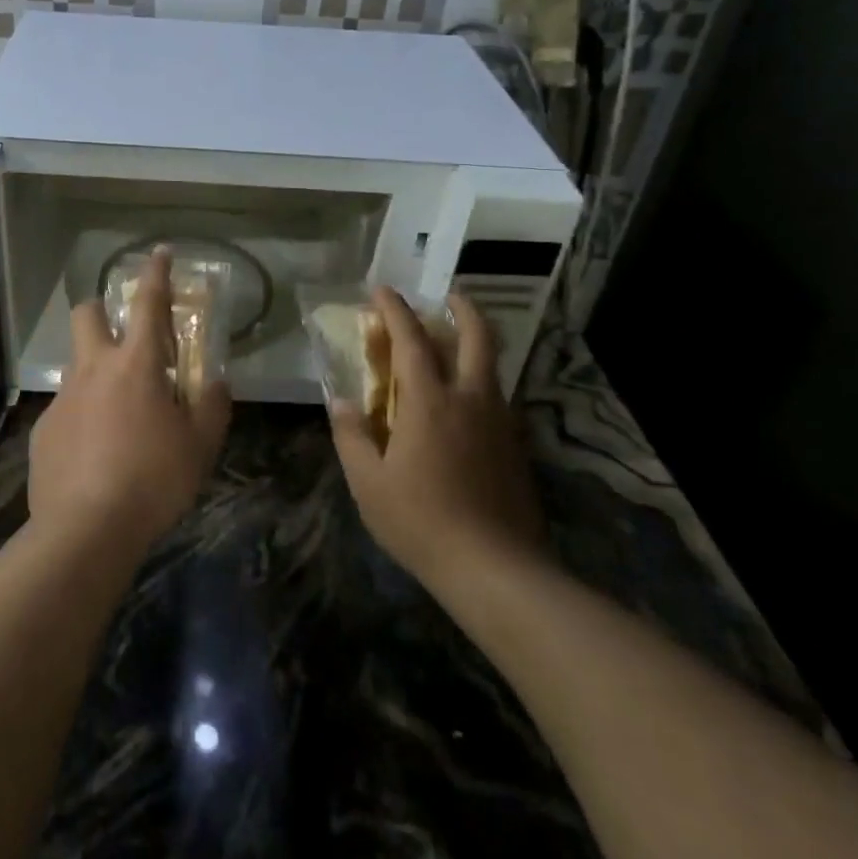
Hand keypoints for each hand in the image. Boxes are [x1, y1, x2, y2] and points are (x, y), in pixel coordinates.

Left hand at [27, 249, 229, 560]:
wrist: (85, 531)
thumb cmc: (153, 480)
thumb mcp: (200, 445)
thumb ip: (212, 406)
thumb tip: (217, 382)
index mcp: (137, 365)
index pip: (149, 303)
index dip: (156, 273)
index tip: (159, 252)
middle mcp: (94, 370)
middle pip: (87, 314)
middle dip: (103, 310)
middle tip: (124, 335)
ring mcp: (64, 399)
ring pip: (76, 363)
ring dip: (96, 370)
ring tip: (118, 412)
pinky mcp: (44, 430)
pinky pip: (65, 408)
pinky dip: (83, 415)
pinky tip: (95, 452)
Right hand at [328, 288, 549, 590]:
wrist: (496, 568)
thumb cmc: (422, 521)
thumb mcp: (368, 483)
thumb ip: (352, 436)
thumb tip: (342, 403)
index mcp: (430, 401)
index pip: (411, 339)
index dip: (394, 309)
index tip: (381, 290)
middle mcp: (470, 398)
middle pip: (477, 336)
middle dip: (462, 307)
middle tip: (447, 296)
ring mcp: (500, 421)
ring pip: (492, 365)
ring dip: (474, 343)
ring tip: (453, 346)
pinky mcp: (515, 446)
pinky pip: (496, 396)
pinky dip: (480, 381)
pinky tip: (465, 403)